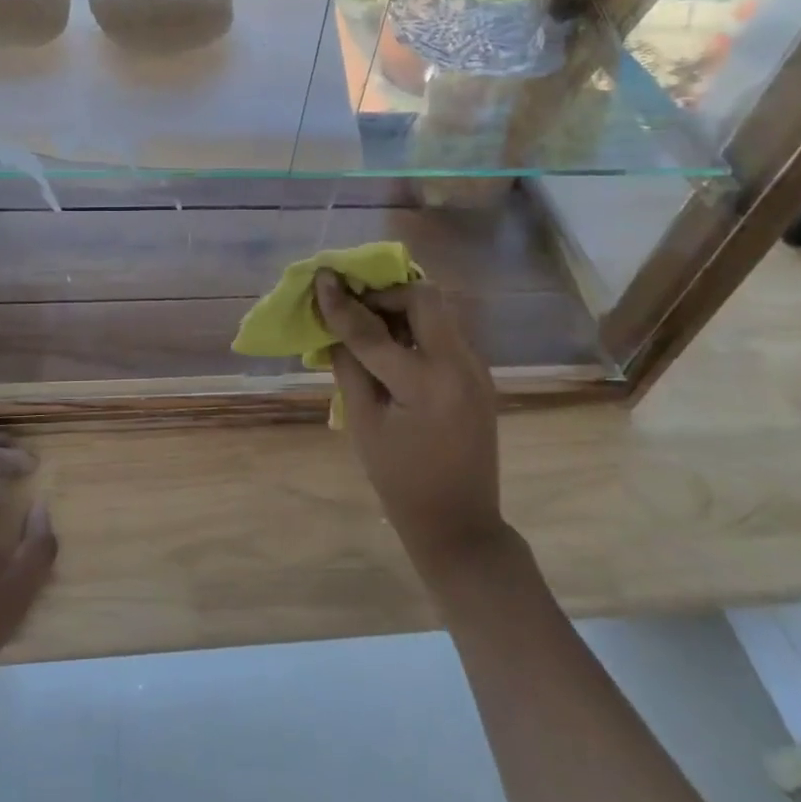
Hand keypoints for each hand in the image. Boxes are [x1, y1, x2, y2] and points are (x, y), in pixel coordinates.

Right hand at [315, 271, 511, 583]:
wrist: (460, 524)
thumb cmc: (401, 482)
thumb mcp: (363, 425)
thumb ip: (348, 367)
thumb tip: (333, 324)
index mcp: (427, 383)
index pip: (373, 330)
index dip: (342, 303)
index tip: (322, 277)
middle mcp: (460, 365)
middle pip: (424, 297)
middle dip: (385, 293)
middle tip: (355, 307)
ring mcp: (475, 368)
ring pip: (437, 312)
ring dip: (401, 308)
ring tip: (369, 326)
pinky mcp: (478, 375)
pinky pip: (444, 334)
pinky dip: (415, 329)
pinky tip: (393, 350)